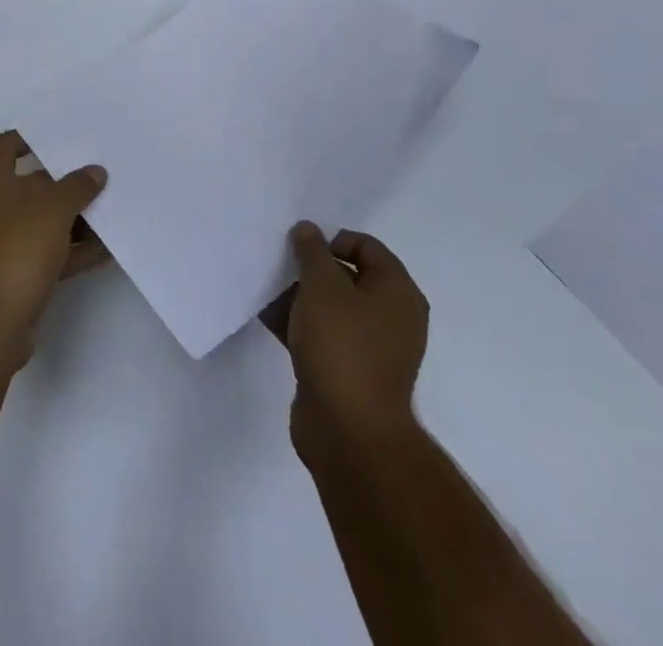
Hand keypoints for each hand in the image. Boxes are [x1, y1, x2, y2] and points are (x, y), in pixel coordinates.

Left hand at [0, 132, 108, 368]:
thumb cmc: (17, 248)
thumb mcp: (54, 208)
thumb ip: (78, 186)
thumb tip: (95, 172)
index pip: (7, 145)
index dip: (33, 137)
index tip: (65, 135)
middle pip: (31, 183)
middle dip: (66, 180)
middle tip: (101, 171)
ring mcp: (3, 240)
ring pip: (43, 219)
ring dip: (75, 217)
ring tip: (114, 208)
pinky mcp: (17, 271)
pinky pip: (49, 250)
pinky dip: (74, 248)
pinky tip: (108, 248)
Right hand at [261, 223, 427, 469]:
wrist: (349, 431)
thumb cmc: (342, 346)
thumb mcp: (322, 286)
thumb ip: (312, 251)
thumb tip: (308, 230)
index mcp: (397, 292)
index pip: (365, 246)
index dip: (331, 240)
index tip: (299, 248)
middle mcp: (390, 317)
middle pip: (346, 276)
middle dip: (310, 268)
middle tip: (278, 264)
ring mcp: (369, 347)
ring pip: (330, 307)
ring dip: (299, 295)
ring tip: (265, 288)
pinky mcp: (347, 371)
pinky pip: (320, 334)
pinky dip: (297, 323)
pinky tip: (266, 316)